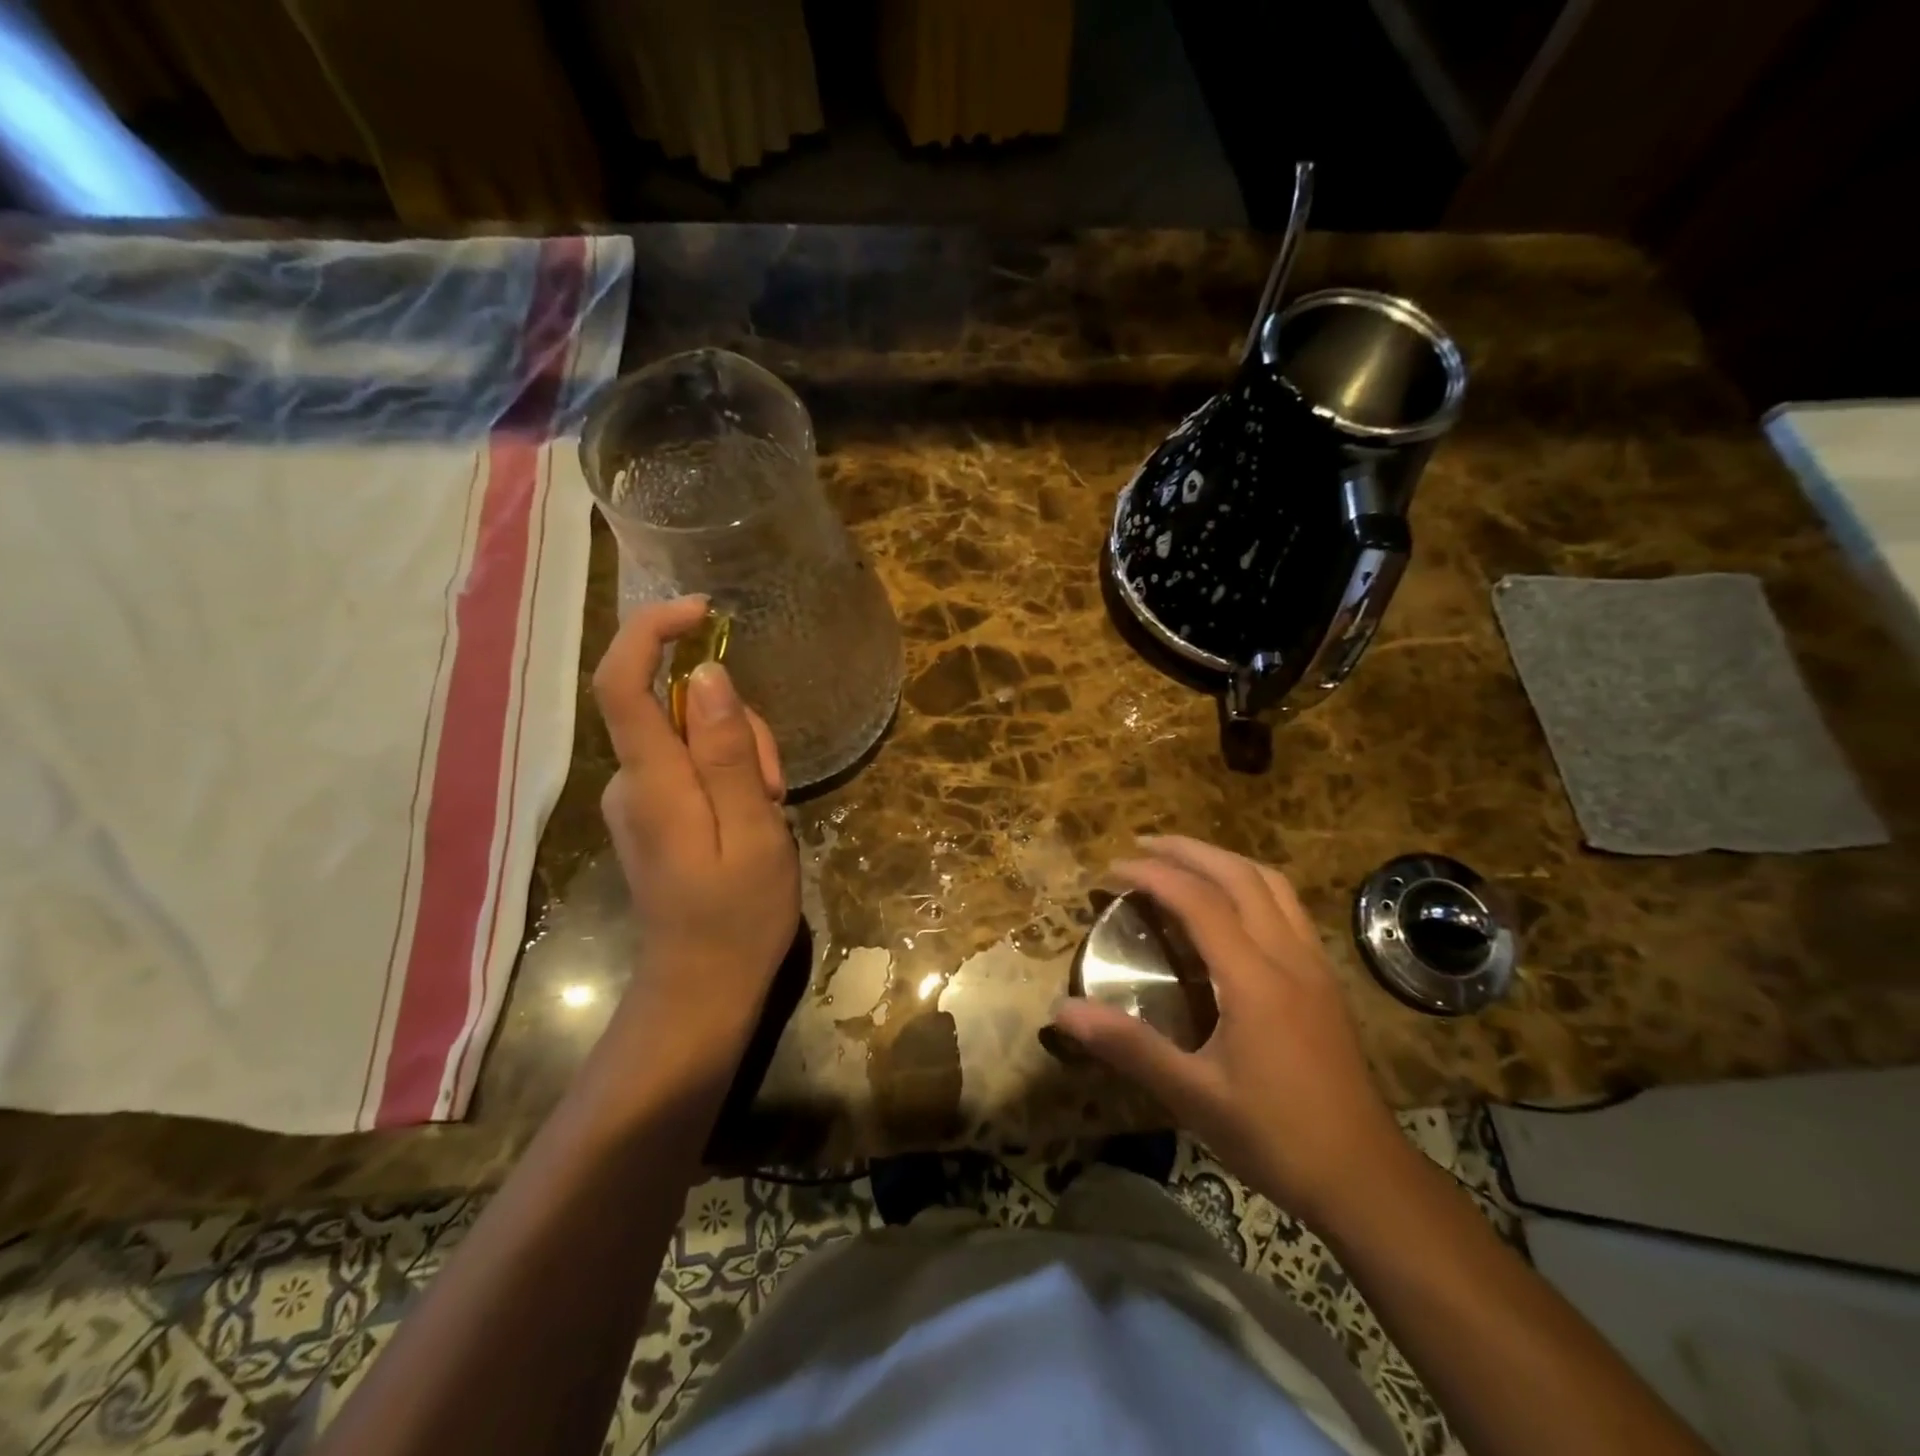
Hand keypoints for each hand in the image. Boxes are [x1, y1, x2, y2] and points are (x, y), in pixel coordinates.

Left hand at [593, 598, 798, 1074]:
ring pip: (692, 736)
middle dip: (736, 725)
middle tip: (775, 785)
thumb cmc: (737, 917)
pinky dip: (729, 775)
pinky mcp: (654, 813)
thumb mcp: (753, 831)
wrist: (703, 988)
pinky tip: (753, 816)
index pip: (624, 683)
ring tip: (769, 809)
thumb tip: (707, 675)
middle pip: (677, 708)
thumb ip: (726, 754)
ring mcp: (639, 799)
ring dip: (741, 755)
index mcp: (652, 782)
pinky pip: (692, 765)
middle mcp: (632, 781)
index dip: (652, 633)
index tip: (703, 613)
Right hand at [1051, 836, 1401, 1219]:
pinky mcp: (1325, 980)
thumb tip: (1063, 1012)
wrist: (1367, 1179)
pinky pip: (1288, 907)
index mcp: (1254, 978)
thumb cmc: (1277, 1137)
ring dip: (1224, 861)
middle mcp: (1288, 956)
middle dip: (1188, 851)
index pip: (1199, 901)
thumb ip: (1129, 1047)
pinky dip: (1252, 885)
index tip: (1112, 869)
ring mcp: (1314, 965)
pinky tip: (1233, 907)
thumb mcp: (1194, 1096)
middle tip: (1142, 846)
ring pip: (1272, 884)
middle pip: (1240, 875)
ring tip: (1185, 862)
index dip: (1152, 875)